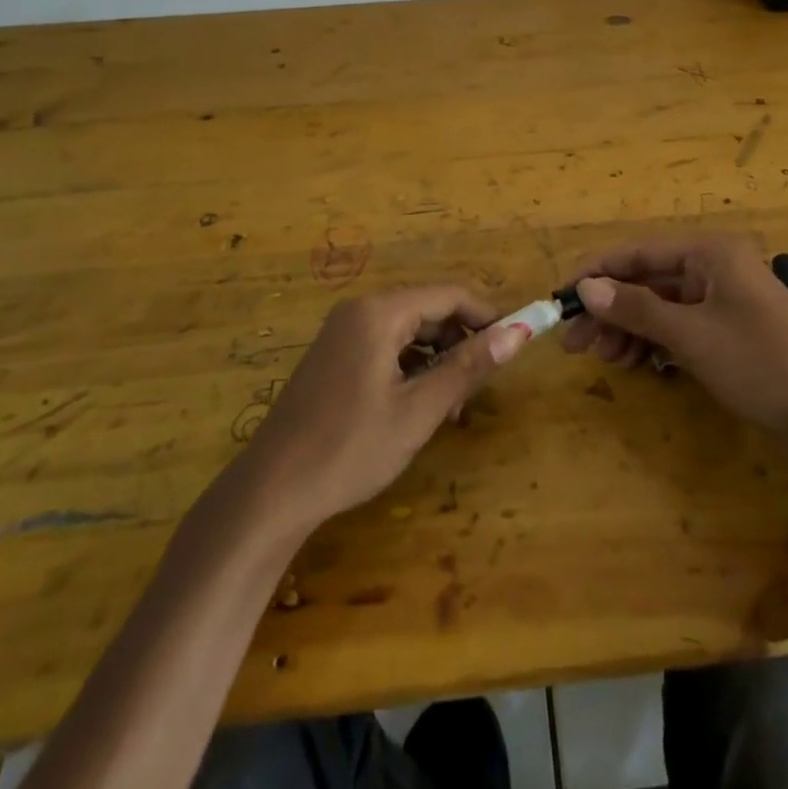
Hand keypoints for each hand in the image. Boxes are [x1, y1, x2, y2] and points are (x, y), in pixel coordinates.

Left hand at [240, 286, 527, 528]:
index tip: (514, 345)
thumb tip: (518, 333)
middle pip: (428, 310)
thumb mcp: (419, 411)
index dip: (487, 316)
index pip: (449, 295)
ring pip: (408, 331)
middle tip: (478, 390)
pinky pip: (386, 346)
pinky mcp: (333, 356)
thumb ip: (468, 368)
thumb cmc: (349, 449)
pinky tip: (417, 407)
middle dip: (460, 344)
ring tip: (449, 408)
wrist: (269, 493)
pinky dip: (410, 368)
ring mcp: (342, 333)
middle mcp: (359, 311)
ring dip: (437, 360)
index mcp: (379, 313)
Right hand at [563, 233, 787, 445]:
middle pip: (647, 281)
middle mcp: (714, 267)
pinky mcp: (730, 330)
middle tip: (576, 343)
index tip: (560, 298)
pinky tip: (637, 364)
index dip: (596, 273)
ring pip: (661, 307)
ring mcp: (724, 300)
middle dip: (611, 310)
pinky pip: (680, 327)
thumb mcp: (691, 334)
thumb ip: (636, 308)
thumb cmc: (760, 361)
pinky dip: (656, 343)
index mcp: (709, 252)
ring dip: (630, 330)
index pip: (637, 252)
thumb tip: (585, 288)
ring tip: (606, 359)